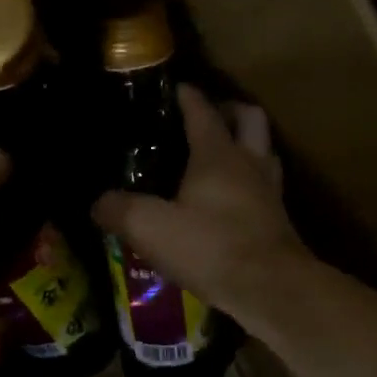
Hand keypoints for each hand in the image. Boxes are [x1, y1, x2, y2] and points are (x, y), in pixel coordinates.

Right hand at [92, 85, 312, 320]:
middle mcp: (249, 164)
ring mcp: (270, 192)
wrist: (270, 288)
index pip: (202, 111)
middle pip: (249, 118)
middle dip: (230, 110)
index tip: (176, 87)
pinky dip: (251, 183)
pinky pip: (266, 187)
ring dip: (247, 146)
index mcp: (217, 154)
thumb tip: (98, 203)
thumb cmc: (210, 247)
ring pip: (264, 152)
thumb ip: (120, 210)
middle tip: (209, 117)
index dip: (187, 96)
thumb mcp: (150, 228)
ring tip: (223, 156)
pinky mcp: (278, 221)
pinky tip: (233, 201)